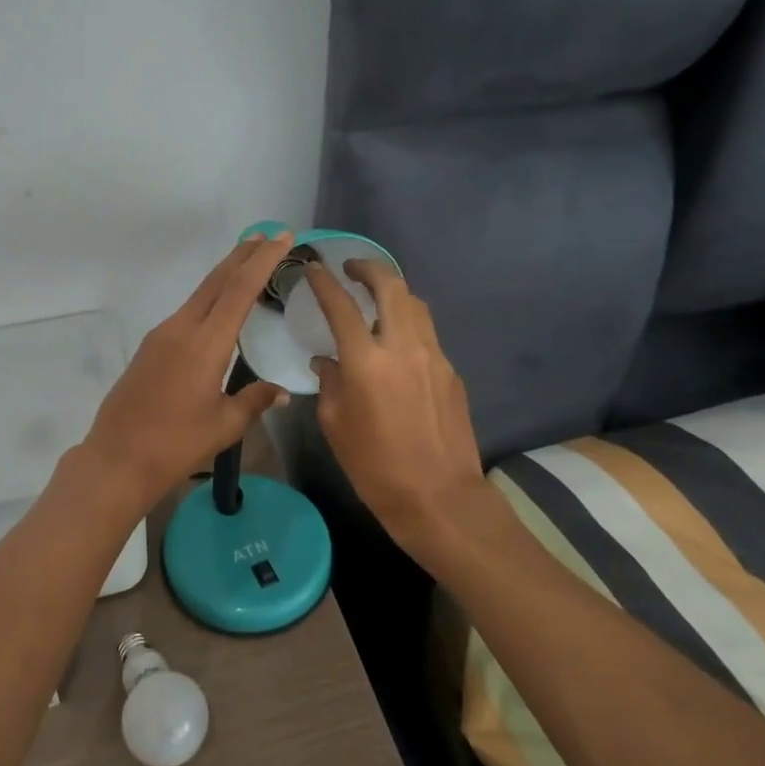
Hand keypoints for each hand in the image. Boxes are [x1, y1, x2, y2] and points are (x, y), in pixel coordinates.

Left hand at [82, 231, 293, 501]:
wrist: (117, 458)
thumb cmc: (176, 444)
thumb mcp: (224, 425)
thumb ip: (255, 401)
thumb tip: (281, 392)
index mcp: (205, 343)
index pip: (239, 289)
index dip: (263, 261)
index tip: (281, 237)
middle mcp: (182, 328)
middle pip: (216, 281)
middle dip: (243, 255)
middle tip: (268, 236)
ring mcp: (162, 335)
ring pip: (200, 294)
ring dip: (225, 275)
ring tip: (248, 263)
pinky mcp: (151, 346)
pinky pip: (187, 312)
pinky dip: (209, 299)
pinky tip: (219, 308)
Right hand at [306, 260, 484, 541]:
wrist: (440, 498)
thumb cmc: (376, 467)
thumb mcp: (336, 426)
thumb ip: (330, 384)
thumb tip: (328, 363)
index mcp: (366, 361)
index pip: (341, 306)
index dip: (324, 282)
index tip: (313, 267)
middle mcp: (403, 347)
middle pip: (391, 286)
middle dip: (369, 268)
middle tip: (352, 268)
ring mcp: (433, 357)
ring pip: (416, 305)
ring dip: (393, 292)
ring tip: (376, 299)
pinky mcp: (451, 372)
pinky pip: (427, 334)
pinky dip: (408, 325)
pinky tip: (396, 344)